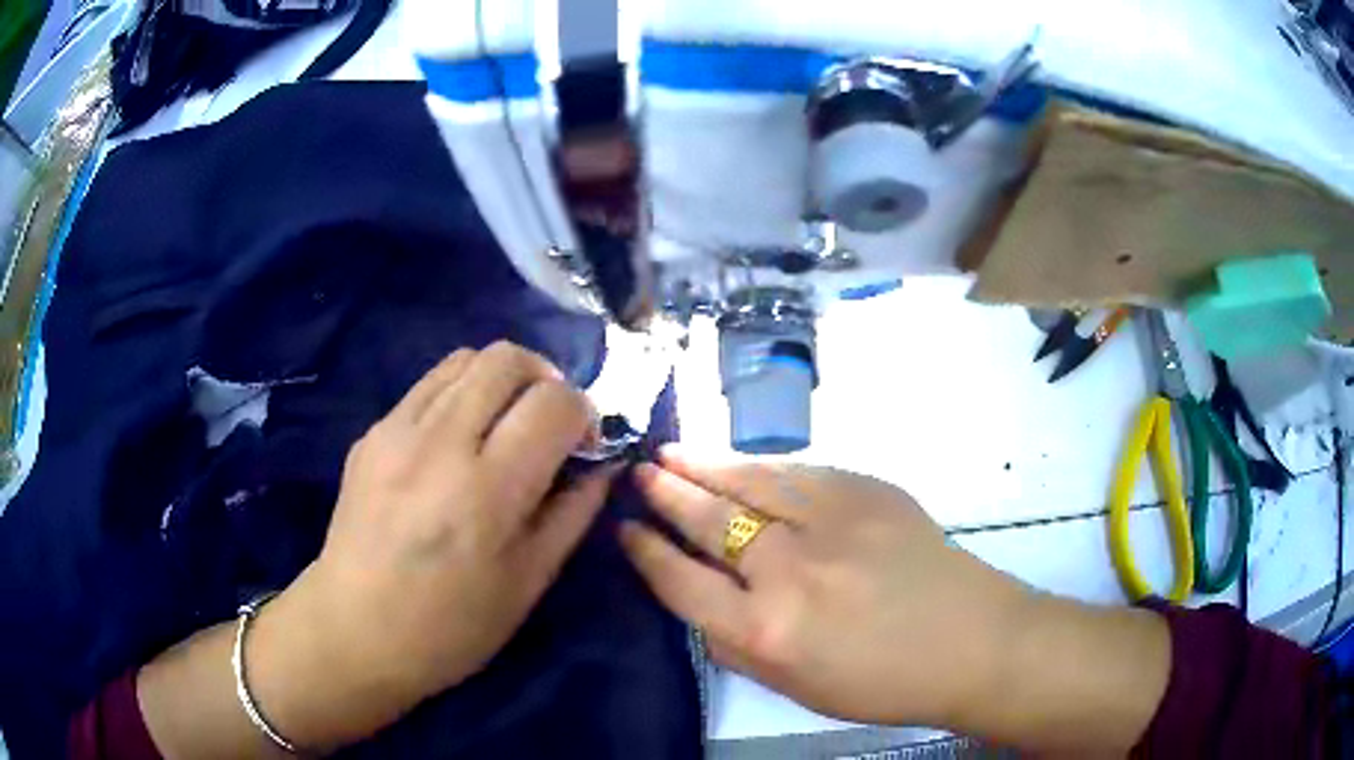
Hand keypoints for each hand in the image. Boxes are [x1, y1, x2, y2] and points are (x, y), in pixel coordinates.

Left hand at [252, 342, 613, 744]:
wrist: (356, 631)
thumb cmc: (453, 627)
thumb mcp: (530, 582)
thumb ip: (573, 513)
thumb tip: (603, 465)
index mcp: (488, 490)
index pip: (553, 403)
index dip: (583, 414)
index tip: (583, 447)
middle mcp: (440, 443)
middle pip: (507, 358)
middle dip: (545, 379)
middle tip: (548, 423)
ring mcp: (396, 431)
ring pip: (464, 359)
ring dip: (501, 381)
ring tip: (504, 424)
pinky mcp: (370, 433)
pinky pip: (428, 387)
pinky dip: (460, 396)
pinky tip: (457, 444)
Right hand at [619, 449, 1025, 727]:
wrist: (970, 640)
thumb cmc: (881, 682)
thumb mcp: (793, 687)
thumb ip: (736, 645)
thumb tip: (700, 599)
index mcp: (765, 631)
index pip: (681, 581)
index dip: (647, 553)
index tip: (627, 531)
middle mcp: (789, 570)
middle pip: (709, 520)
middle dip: (667, 494)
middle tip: (641, 475)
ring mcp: (831, 521)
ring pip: (750, 482)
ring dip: (704, 465)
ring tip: (672, 452)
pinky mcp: (868, 491)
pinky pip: (799, 471)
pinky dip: (761, 467)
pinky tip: (742, 463)